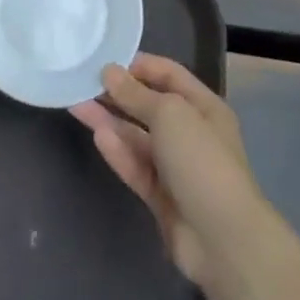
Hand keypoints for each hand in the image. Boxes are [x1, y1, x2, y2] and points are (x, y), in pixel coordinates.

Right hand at [71, 54, 270, 290]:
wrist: (222, 239)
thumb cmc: (201, 161)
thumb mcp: (169, 114)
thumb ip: (136, 94)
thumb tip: (109, 71)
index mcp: (203, 107)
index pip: (168, 75)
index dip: (139, 65)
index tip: (106, 59)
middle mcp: (190, 133)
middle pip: (149, 106)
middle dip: (118, 93)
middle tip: (83, 80)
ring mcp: (175, 167)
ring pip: (137, 137)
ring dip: (110, 120)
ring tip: (77, 104)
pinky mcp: (161, 196)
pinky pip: (136, 166)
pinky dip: (118, 151)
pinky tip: (97, 136)